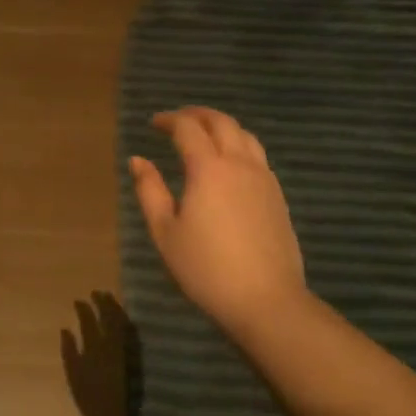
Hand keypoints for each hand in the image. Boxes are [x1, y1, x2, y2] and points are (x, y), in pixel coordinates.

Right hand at [130, 107, 307, 336]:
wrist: (267, 300)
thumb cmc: (207, 268)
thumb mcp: (165, 232)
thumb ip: (150, 191)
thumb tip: (138, 160)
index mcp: (208, 168)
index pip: (188, 128)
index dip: (169, 120)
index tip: (154, 123)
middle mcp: (239, 163)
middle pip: (221, 122)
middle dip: (197, 114)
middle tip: (178, 120)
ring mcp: (264, 178)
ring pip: (245, 135)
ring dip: (222, 126)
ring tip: (205, 135)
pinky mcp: (278, 196)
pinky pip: (258, 156)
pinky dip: (239, 146)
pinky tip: (229, 164)